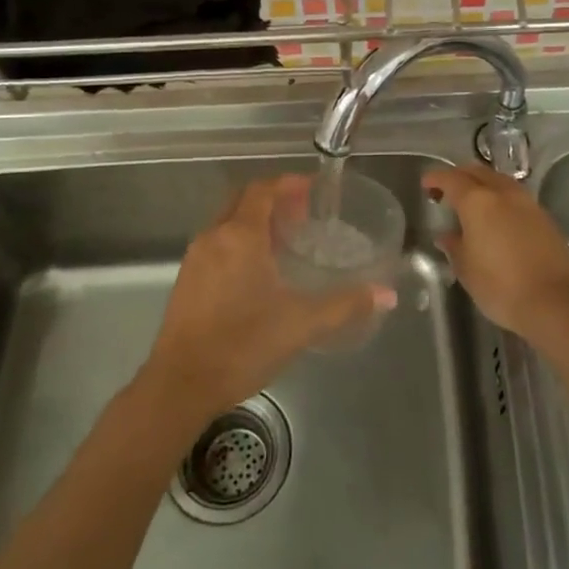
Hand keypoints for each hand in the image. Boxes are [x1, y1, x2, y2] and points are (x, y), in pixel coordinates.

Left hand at [139, 176, 394, 423]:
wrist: (181, 384)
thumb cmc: (243, 345)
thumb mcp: (301, 324)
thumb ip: (346, 305)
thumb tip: (387, 295)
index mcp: (240, 236)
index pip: (262, 190)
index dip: (288, 184)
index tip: (312, 189)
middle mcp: (214, 237)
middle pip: (243, 200)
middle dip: (272, 199)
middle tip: (302, 214)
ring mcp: (195, 258)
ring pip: (227, 222)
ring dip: (254, 221)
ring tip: (284, 241)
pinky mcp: (186, 280)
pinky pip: (216, 244)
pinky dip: (239, 242)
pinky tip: (257, 272)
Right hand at [424, 163, 568, 339]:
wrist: (555, 302)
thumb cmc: (501, 286)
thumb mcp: (466, 270)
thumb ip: (454, 246)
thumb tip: (447, 235)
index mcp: (478, 202)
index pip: (451, 179)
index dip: (436, 178)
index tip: (426, 184)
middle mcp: (504, 194)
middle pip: (478, 172)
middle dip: (460, 176)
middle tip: (446, 191)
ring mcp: (528, 204)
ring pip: (500, 181)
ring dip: (483, 185)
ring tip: (472, 204)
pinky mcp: (545, 218)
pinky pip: (516, 197)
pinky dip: (501, 199)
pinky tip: (497, 218)